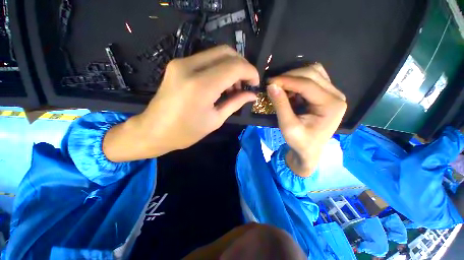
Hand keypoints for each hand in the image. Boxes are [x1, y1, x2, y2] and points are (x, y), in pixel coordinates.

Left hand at [103, 46, 258, 161]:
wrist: (153, 131)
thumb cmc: (186, 132)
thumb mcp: (215, 120)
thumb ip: (235, 103)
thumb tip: (252, 95)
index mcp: (201, 86)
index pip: (235, 67)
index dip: (250, 72)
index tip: (255, 84)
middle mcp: (190, 67)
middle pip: (226, 52)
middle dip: (242, 66)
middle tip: (245, 84)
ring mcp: (181, 63)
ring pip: (216, 53)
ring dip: (231, 66)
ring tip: (233, 88)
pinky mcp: (177, 64)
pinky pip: (206, 59)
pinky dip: (219, 68)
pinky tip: (220, 84)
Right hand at [267, 63, 346, 176]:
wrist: (310, 151)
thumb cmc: (300, 142)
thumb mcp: (288, 126)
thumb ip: (280, 105)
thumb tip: (271, 86)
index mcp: (331, 105)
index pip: (307, 84)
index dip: (286, 80)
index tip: (269, 82)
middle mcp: (336, 95)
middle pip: (312, 73)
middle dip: (289, 76)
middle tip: (273, 84)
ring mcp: (333, 93)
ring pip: (313, 72)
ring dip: (294, 77)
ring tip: (281, 87)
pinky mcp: (327, 94)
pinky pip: (313, 79)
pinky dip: (299, 81)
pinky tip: (290, 90)